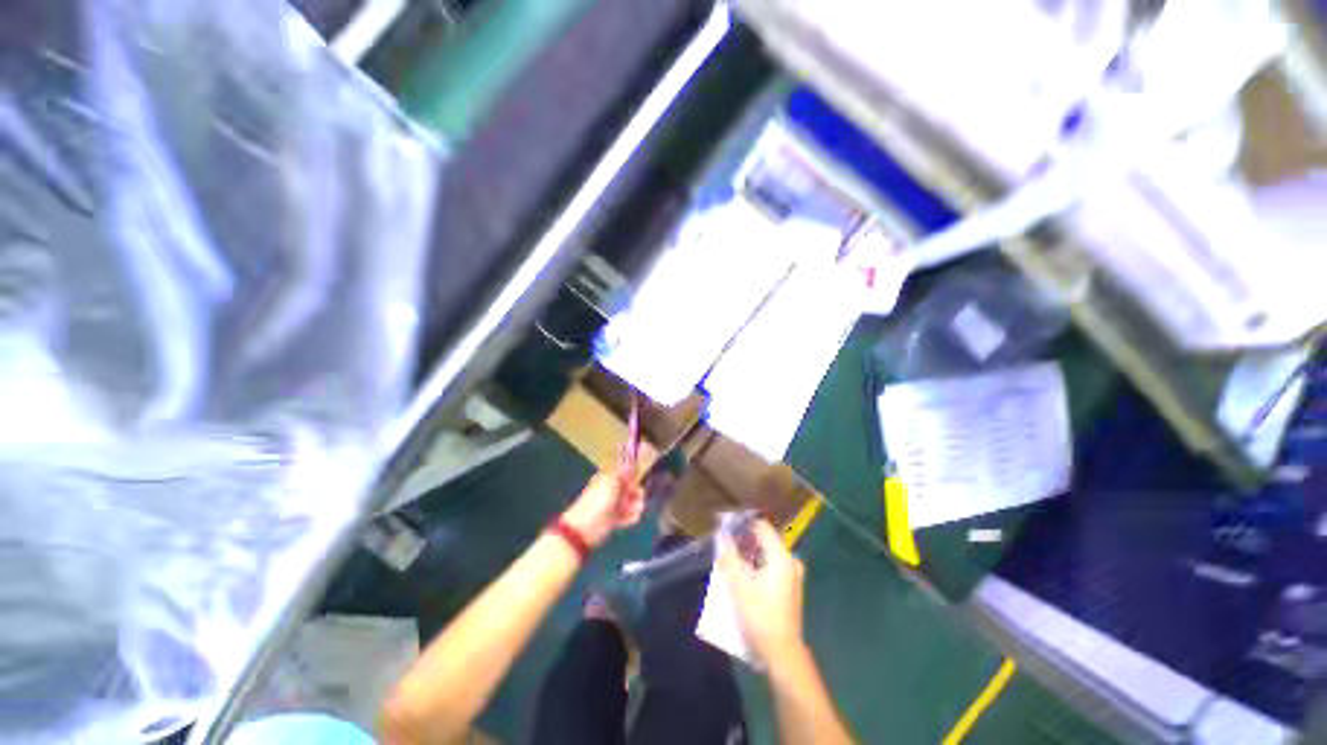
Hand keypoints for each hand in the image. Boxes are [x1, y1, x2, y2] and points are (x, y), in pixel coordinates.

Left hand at [561, 471, 644, 548]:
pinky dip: (630, 517)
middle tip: (638, 498)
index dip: (634, 477)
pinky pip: (628, 516)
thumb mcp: (612, 481)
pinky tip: (630, 519)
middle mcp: (611, 490)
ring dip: (635, 506)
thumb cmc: (598, 500)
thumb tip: (633, 462)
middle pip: (631, 489)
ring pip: (631, 503)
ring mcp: (613, 505)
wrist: (585, 527)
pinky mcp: (614, 520)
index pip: (626, 474)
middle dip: (637, 493)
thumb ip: (624, 472)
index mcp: (608, 478)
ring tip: (634, 510)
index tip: (639, 481)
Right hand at [718, 520, 806, 665]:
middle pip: (765, 540)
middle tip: (725, 545)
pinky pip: (771, 566)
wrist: (782, 654)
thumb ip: (729, 557)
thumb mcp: (738, 586)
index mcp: (781, 556)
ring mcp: (793, 575)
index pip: (762, 527)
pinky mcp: (790, 587)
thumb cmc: (760, 617)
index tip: (726, 527)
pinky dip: (757, 565)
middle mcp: (790, 561)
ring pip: (767, 554)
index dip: (743, 524)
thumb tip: (722, 535)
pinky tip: (744, 575)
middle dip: (744, 540)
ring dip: (749, 554)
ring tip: (731, 559)